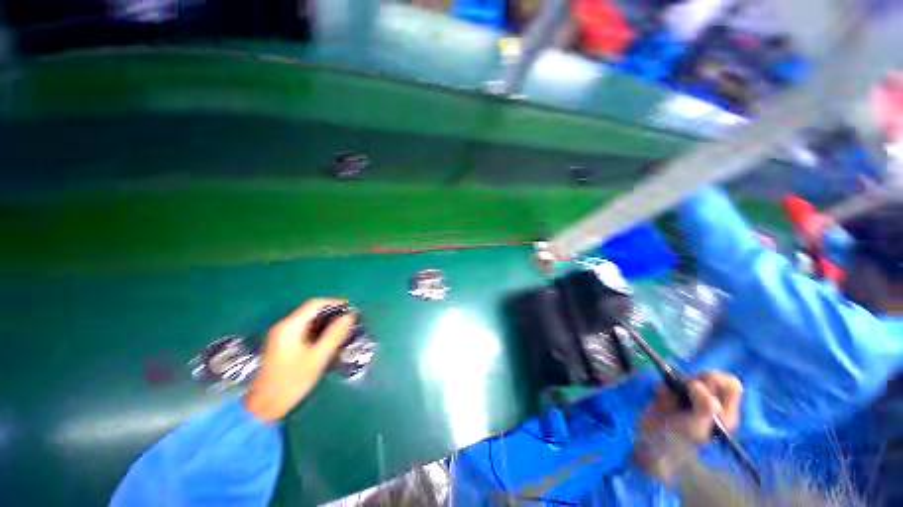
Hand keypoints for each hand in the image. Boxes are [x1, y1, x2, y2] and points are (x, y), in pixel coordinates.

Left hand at [244, 299, 355, 422]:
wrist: (263, 407)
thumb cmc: (291, 382)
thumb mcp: (317, 358)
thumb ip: (334, 335)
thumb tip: (350, 316)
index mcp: (290, 327)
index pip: (314, 304)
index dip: (334, 303)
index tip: (351, 308)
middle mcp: (284, 326)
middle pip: (311, 310)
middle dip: (331, 312)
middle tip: (349, 320)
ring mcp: (281, 335)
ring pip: (308, 320)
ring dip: (325, 321)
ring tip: (342, 328)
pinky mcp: (282, 344)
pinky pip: (304, 329)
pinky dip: (318, 329)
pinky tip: (328, 338)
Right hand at [635, 372, 742, 482]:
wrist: (651, 443)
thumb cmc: (679, 441)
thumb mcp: (695, 428)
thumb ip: (704, 408)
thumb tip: (698, 385)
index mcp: (724, 413)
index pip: (731, 385)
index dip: (717, 381)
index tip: (700, 388)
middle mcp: (712, 404)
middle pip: (710, 378)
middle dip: (694, 382)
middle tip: (685, 395)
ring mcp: (692, 398)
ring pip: (688, 377)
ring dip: (676, 385)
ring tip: (669, 400)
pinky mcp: (673, 394)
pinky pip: (670, 381)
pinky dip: (664, 387)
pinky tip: (661, 400)